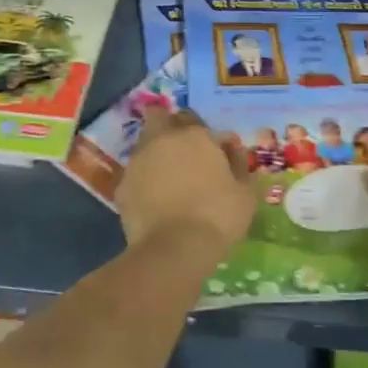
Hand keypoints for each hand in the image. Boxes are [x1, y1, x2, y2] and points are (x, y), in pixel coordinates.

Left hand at [118, 109, 259, 251]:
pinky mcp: (122, 186)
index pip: (198, 121)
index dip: (207, 136)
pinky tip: (154, 200)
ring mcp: (139, 161)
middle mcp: (163, 140)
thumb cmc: (218, 217)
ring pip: (145, 145)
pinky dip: (144, 181)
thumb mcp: (245, 193)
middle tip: (183, 151)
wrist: (174, 249)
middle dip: (169, 127)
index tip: (216, 154)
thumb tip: (232, 149)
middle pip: (160, 118)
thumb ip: (239, 165)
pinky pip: (135, 174)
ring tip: (168, 178)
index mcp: (196, 136)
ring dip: (155, 154)